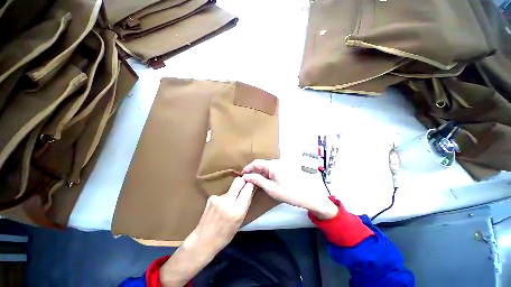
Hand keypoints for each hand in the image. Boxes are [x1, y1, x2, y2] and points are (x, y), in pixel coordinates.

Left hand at [191, 177, 254, 254]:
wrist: (203, 241)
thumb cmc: (225, 235)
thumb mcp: (240, 221)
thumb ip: (245, 204)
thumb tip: (250, 191)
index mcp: (238, 209)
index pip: (248, 187)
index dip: (250, 185)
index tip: (251, 185)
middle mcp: (228, 201)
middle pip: (238, 181)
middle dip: (242, 182)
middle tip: (243, 187)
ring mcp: (218, 198)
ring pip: (230, 188)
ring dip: (232, 193)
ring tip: (228, 205)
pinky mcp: (211, 197)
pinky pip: (222, 194)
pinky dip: (224, 199)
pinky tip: (219, 208)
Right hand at [242, 159, 337, 219]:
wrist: (307, 195)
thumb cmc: (288, 193)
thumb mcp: (270, 188)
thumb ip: (257, 180)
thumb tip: (246, 176)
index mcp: (272, 165)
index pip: (256, 162)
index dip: (248, 168)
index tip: (242, 174)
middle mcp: (276, 162)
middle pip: (261, 164)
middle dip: (253, 171)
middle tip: (247, 179)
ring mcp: (281, 164)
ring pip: (266, 166)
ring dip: (260, 172)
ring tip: (254, 181)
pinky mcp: (284, 168)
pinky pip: (272, 168)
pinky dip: (266, 174)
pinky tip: (264, 180)